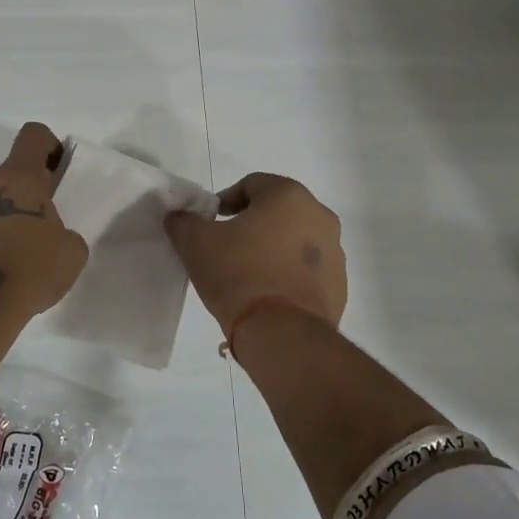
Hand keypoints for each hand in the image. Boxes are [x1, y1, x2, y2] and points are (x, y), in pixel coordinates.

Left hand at [0, 123, 89, 326]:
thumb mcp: (70, 253)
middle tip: (36, 221)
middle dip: (22, 189)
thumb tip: (52, 236)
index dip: (48, 145)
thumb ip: (65, 233)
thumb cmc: (29, 267)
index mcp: (19, 175)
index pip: (33, 135)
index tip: (56, 170)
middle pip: (6, 171)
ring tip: (12, 246)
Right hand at [164, 173, 347, 334]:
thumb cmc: (238, 274)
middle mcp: (319, 216)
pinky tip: (268, 294)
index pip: (252, 184)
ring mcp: (335, 252)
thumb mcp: (196, 244)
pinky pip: (307, 270)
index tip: (210, 224)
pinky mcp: (339, 286)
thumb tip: (179, 216)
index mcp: (289, 196)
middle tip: (227, 246)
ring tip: (247, 273)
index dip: (226, 201)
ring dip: (273, 248)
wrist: (281, 334)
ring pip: (295, 240)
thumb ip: (184, 222)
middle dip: (252, 224)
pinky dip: (289, 274)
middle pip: (277, 211)